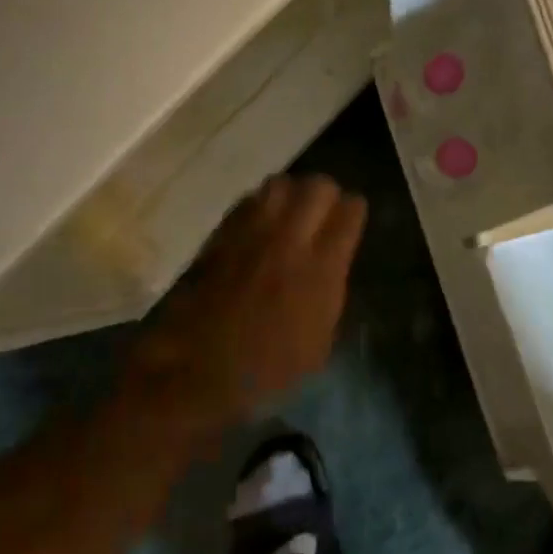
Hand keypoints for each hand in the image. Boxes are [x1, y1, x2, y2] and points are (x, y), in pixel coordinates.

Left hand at [137, 175, 366, 426]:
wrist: (199, 371)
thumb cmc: (267, 370)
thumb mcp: (319, 342)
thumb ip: (331, 291)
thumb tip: (332, 262)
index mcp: (321, 269)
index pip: (349, 211)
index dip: (353, 212)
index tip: (350, 221)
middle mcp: (290, 240)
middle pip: (318, 186)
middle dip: (326, 194)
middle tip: (323, 212)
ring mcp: (252, 233)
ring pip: (281, 183)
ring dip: (291, 193)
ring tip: (291, 212)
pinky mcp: (222, 234)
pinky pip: (249, 200)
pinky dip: (261, 204)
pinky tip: (261, 223)